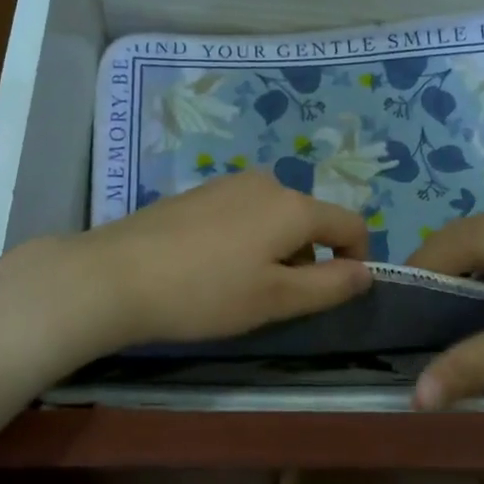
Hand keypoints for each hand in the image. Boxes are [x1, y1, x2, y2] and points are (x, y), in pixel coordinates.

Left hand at [65, 170, 372, 350]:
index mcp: (293, 205)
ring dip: (277, 251)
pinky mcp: (197, 193)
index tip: (338, 293)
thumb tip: (367, 272)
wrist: (116, 275)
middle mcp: (266, 183)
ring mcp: (227, 184)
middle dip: (309, 259)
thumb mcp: (277, 298)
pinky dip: (246, 240)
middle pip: (310, 220)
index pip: (350, 223)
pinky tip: (212, 269)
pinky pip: (242, 214)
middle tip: (278, 301)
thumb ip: (330, 285)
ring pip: (274, 218)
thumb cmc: (206, 293)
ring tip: (241, 288)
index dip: (357, 258)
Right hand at [404, 199, 483, 407]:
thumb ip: (473, 364)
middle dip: (440, 290)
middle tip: (438, 338)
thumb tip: (416, 397)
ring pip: (483, 248)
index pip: (426, 257)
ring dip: (471, 282)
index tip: (407, 335)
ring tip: (476, 327)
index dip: (410, 294)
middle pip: (452, 248)